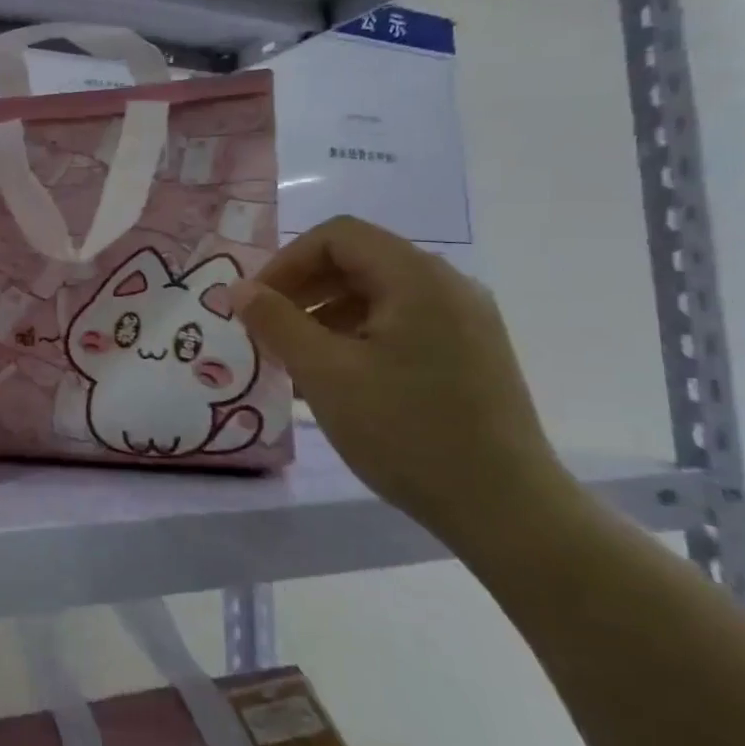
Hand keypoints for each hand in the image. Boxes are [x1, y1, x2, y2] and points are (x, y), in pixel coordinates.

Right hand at [232, 216, 571, 546]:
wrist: (505, 509)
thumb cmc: (406, 431)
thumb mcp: (325, 373)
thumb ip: (276, 323)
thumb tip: (238, 289)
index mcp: (417, 278)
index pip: (338, 236)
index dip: (287, 261)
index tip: (256, 304)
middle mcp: (448, 286)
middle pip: (359, 261)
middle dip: (304, 289)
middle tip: (268, 330)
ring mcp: (465, 321)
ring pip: (379, 295)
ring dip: (327, 315)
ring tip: (296, 360)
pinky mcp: (471, 354)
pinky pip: (402, 324)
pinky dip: (359, 336)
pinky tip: (337, 379)